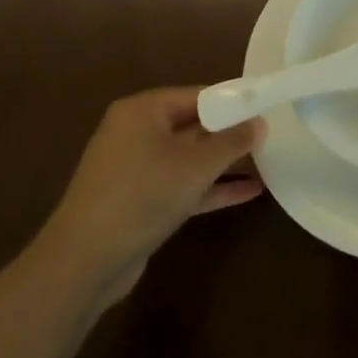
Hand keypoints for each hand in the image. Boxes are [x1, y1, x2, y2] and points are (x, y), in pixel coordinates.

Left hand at [43, 87, 264, 290]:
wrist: (85, 261)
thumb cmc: (143, 195)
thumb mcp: (196, 165)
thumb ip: (232, 141)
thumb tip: (260, 123)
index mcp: (143, 111)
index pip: (197, 95)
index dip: (233, 102)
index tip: (266, 108)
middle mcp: (137, 133)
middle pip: (194, 125)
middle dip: (231, 133)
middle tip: (272, 135)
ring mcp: (137, 169)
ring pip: (190, 158)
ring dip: (225, 163)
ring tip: (268, 161)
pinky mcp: (140, 202)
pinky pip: (183, 185)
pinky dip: (211, 187)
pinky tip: (249, 193)